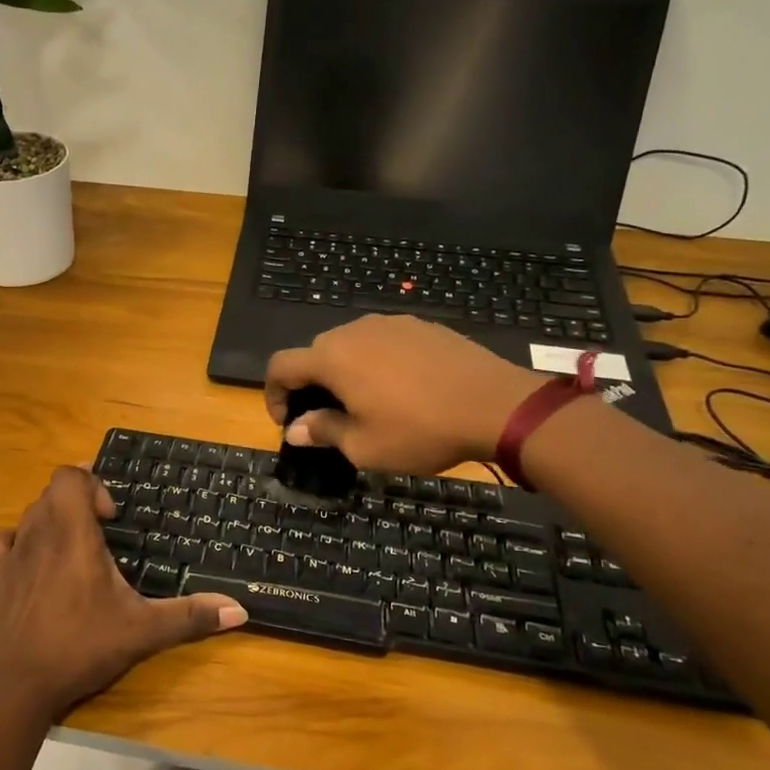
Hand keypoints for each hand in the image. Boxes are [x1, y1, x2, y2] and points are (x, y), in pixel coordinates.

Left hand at [0, 467, 246, 724]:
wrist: (17, 685)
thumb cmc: (81, 646)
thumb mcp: (142, 631)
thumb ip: (190, 616)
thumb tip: (240, 610)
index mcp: (73, 533)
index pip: (70, 475)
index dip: (92, 484)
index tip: (112, 518)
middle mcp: (38, 532)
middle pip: (52, 492)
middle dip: (79, 503)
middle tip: (102, 535)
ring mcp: (11, 554)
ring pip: (30, 514)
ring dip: (53, 521)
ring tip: (75, 552)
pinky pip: (5, 541)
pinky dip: (21, 542)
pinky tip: (37, 567)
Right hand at [265, 314, 546, 472]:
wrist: (496, 405)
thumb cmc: (420, 430)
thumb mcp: (365, 446)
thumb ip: (324, 432)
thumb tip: (296, 430)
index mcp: (332, 358)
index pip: (281, 366)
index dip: (273, 394)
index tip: (288, 422)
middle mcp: (355, 331)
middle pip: (315, 353)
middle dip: (310, 384)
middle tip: (327, 417)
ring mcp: (391, 323)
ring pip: (350, 345)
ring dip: (344, 371)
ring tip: (366, 402)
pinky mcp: (421, 326)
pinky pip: (383, 341)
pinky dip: (377, 362)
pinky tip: (401, 388)